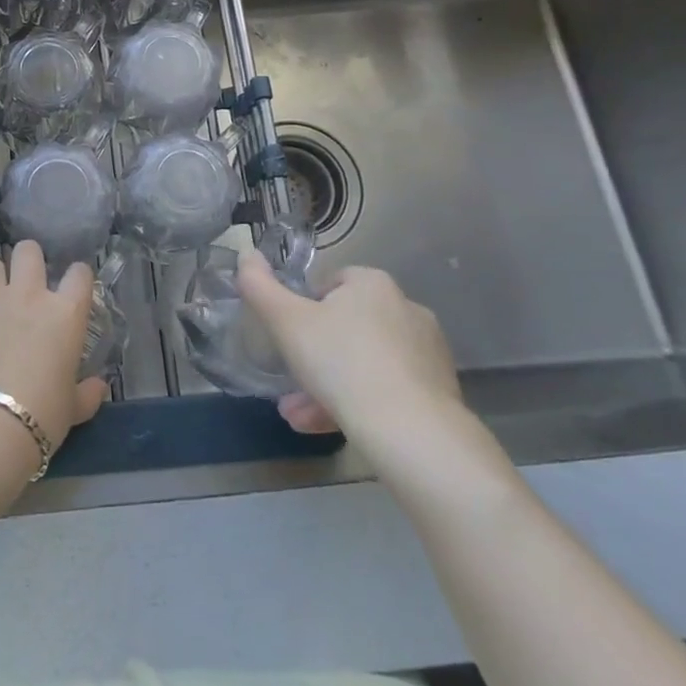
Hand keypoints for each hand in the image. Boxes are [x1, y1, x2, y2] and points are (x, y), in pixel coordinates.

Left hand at [0, 241, 109, 449]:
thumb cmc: (41, 416)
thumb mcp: (72, 408)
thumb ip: (86, 393)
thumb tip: (98, 387)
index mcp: (64, 313)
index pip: (79, 274)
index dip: (77, 277)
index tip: (73, 289)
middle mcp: (28, 295)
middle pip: (28, 251)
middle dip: (28, 261)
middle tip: (26, 286)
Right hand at [238, 250, 465, 462]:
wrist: (411, 431)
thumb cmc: (341, 363)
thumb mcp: (286, 322)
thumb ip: (259, 286)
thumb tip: (246, 253)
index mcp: (372, 284)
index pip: (331, 284)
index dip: (304, 309)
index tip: (288, 337)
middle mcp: (406, 308)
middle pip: (347, 327)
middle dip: (314, 356)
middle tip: (289, 385)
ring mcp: (426, 351)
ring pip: (364, 363)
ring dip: (330, 386)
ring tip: (300, 417)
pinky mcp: (439, 390)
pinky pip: (388, 389)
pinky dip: (360, 403)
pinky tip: (332, 427)